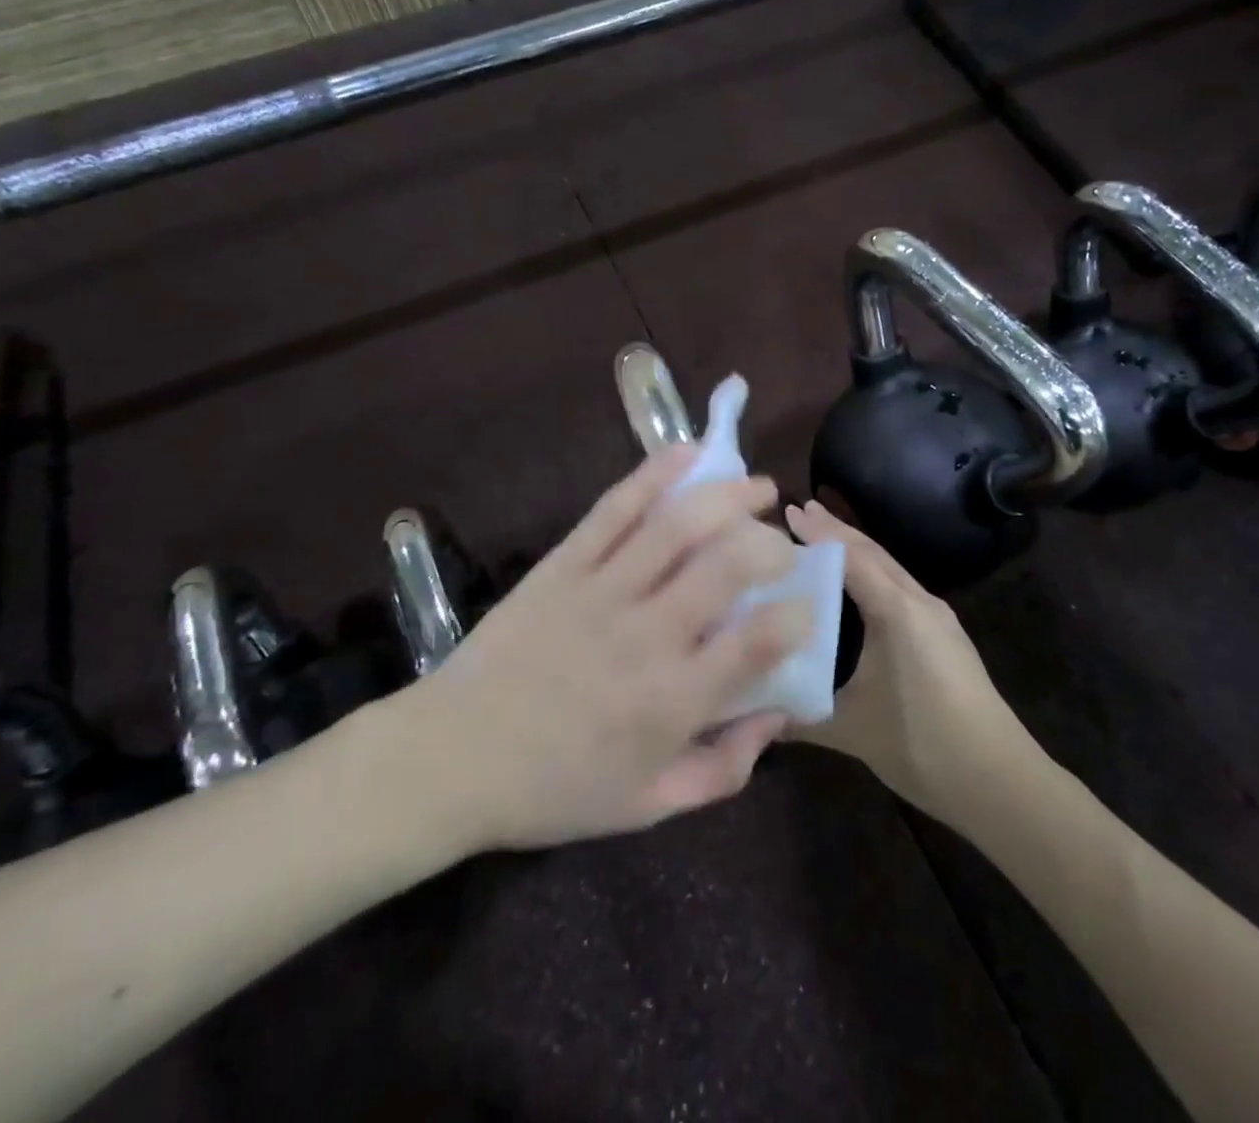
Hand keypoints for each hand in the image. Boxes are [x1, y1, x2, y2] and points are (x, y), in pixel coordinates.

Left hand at [376, 446, 805, 856]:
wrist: (453, 757)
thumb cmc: (556, 788)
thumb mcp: (650, 804)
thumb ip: (724, 768)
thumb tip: (779, 716)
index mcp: (672, 700)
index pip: (758, 642)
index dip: (797, 615)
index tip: (805, 606)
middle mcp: (646, 635)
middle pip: (726, 566)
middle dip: (770, 544)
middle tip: (782, 545)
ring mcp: (602, 590)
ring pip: (677, 526)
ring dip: (728, 496)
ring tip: (757, 487)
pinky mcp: (564, 564)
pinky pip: (614, 509)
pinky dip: (654, 475)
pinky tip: (688, 454)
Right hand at [783, 500, 1026, 822]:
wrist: (1000, 781)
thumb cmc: (923, 744)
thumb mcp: (852, 728)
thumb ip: (799, 716)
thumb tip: (750, 714)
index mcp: (897, 611)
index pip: (850, 558)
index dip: (818, 534)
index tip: (787, 510)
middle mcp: (919, 602)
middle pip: (872, 553)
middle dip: (836, 530)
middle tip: (800, 509)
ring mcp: (937, 618)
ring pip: (889, 569)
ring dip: (856, 550)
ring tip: (824, 537)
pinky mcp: (944, 636)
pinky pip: (900, 588)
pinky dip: (873, 574)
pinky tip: (859, 587)